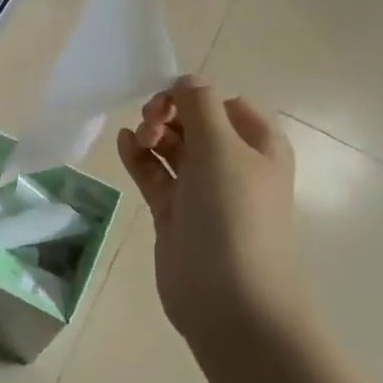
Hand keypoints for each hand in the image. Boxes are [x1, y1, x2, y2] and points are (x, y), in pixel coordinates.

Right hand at [116, 76, 301, 355]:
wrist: (230, 301)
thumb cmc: (233, 216)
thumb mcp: (222, 148)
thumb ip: (199, 105)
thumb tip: (185, 81)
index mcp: (258, 145)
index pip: (223, 102)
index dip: (193, 96)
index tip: (167, 105)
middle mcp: (233, 164)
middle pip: (195, 122)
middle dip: (170, 114)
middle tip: (151, 126)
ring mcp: (203, 191)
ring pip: (174, 147)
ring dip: (153, 134)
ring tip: (139, 139)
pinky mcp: (176, 213)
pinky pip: (156, 174)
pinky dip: (140, 158)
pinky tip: (124, 144)